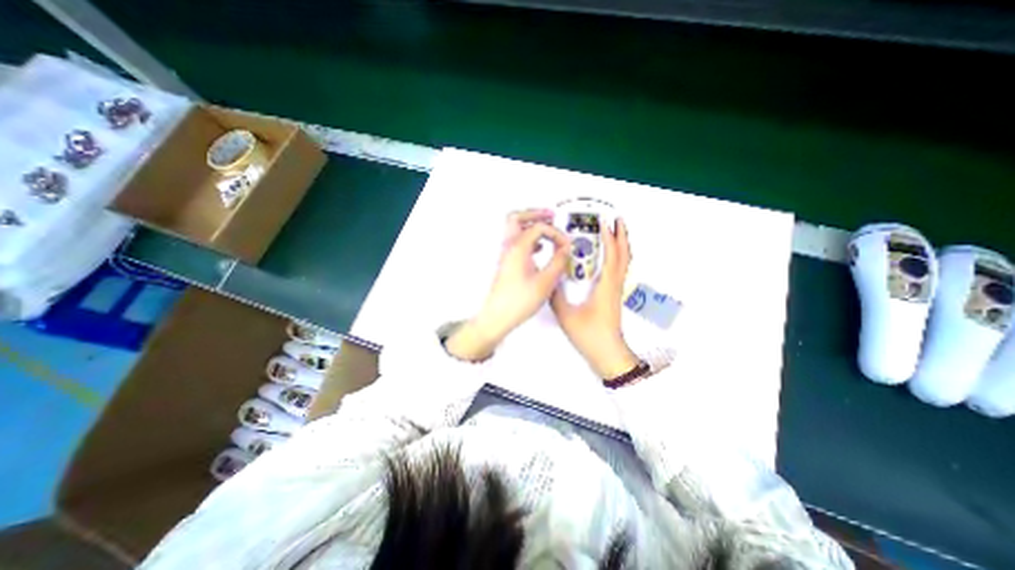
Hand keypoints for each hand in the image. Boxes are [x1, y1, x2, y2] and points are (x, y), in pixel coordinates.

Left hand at [446, 209, 569, 361]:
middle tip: (551, 216)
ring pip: (515, 229)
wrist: (497, 316)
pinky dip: (529, 239)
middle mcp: (509, 247)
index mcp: (518, 247)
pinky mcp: (507, 263)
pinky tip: (539, 248)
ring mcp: (506, 255)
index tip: (565, 245)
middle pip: (517, 218)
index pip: (539, 227)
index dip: (556, 233)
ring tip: (548, 230)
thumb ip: (558, 261)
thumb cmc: (519, 301)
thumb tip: (566, 249)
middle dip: (535, 214)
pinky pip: (517, 242)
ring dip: (531, 225)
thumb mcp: (545, 281)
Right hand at [555, 219, 631, 378]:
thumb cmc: (589, 334)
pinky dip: (617, 257)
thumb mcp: (566, 315)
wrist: (607, 353)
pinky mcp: (614, 296)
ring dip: (621, 244)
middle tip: (616, 220)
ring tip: (614, 232)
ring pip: (624, 262)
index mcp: (606, 286)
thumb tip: (549, 278)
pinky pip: (619, 270)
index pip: (611, 254)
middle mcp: (614, 284)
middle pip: (624, 254)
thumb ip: (555, 295)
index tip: (604, 220)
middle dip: (621, 235)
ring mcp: (616, 290)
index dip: (608, 236)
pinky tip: (608, 257)